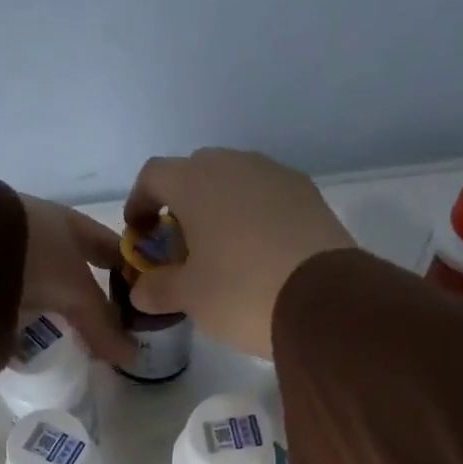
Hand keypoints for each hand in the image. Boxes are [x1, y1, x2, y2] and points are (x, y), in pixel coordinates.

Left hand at [19, 195, 134, 364]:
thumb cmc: (33, 253)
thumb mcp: (76, 290)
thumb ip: (103, 325)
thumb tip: (131, 357)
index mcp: (68, 224)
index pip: (108, 246)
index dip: (127, 268)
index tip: (142, 298)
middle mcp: (39, 234)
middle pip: (74, 270)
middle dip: (88, 298)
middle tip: (105, 331)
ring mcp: (8, 254)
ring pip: (42, 287)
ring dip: (54, 311)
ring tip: (69, 341)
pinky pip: (10, 301)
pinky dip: (21, 320)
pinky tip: (28, 341)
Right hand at [122, 150, 354, 359]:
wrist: (323, 299)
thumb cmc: (240, 293)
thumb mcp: (189, 298)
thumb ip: (157, 289)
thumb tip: (140, 290)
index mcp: (196, 181)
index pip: (153, 175)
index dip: (140, 203)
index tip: (141, 233)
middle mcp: (235, 164)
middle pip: (196, 174)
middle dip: (182, 205)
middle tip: (181, 247)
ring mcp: (276, 175)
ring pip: (235, 183)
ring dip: (220, 210)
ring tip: (221, 253)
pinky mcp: (307, 195)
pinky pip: (267, 197)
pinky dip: (253, 217)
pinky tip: (258, 254)